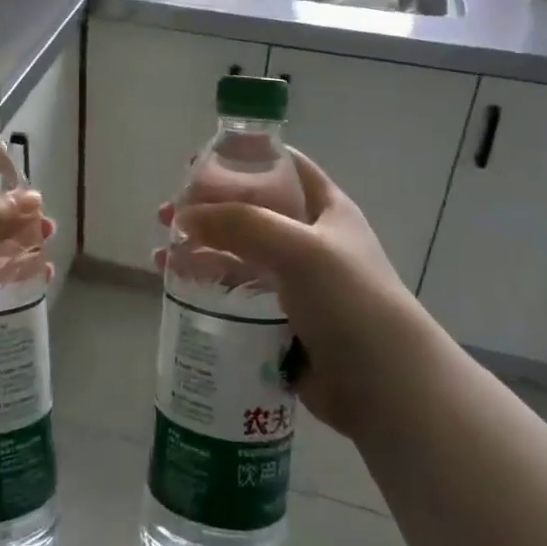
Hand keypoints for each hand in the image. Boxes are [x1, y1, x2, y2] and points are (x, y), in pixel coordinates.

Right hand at [158, 150, 433, 440]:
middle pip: (250, 210)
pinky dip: (207, 285)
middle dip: (207, 209)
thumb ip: (241, 224)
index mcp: (325, 208)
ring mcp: (294, 280)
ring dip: (200, 248)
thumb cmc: (349, 300)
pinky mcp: (280, 317)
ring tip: (162, 255)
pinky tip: (177, 286)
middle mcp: (309, 238)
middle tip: (167, 215)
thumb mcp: (298, 248)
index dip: (242, 159)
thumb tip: (183, 217)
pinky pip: (236, 291)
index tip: (195, 164)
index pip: (281, 167)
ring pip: (237, 253)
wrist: (384, 386)